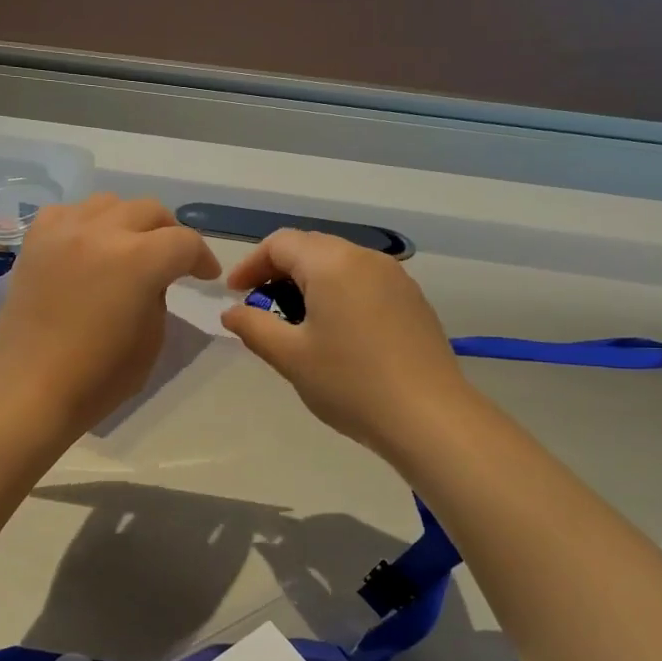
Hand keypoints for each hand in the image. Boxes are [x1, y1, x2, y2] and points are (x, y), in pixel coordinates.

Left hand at [0, 194, 219, 434]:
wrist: (29, 389)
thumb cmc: (97, 377)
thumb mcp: (152, 339)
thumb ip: (159, 295)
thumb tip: (152, 277)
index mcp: (138, 260)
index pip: (184, 242)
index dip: (202, 258)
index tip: (205, 276)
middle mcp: (101, 232)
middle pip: (149, 210)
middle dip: (169, 233)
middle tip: (172, 260)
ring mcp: (63, 231)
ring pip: (109, 203)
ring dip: (128, 222)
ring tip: (128, 247)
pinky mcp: (35, 241)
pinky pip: (68, 212)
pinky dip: (86, 223)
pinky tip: (87, 246)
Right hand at [221, 230, 480, 459]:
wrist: (429, 417)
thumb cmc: (350, 383)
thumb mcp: (290, 357)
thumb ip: (254, 327)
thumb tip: (231, 312)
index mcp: (331, 263)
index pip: (280, 243)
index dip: (251, 265)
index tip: (234, 294)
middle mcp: (365, 258)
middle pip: (311, 248)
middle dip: (279, 270)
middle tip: (260, 306)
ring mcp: (395, 277)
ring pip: (339, 263)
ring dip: (310, 282)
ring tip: (295, 321)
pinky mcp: (412, 299)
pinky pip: (364, 281)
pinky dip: (339, 293)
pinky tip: (337, 331)